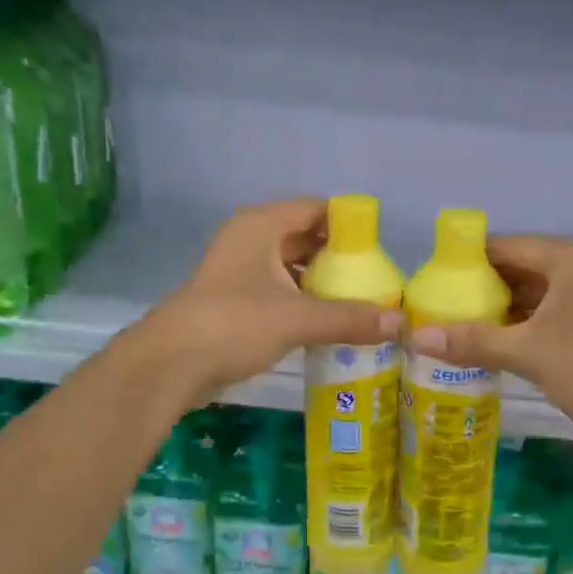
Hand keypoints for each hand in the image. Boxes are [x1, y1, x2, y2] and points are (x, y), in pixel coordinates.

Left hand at [144, 199, 401, 405]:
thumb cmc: (234, 323)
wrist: (170, 364)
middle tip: (375, 280)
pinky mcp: (235, 302)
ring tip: (359, 303)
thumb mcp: (297, 318)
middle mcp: (250, 240)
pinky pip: (279, 292)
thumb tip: (402, 322)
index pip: (315, 209)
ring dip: (321, 284)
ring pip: (291, 268)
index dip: (348, 225)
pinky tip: (328, 324)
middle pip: (305, 238)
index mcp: (261, 226)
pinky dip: (303, 303)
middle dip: (339, 258)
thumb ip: (350, 318)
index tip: (379, 249)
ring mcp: (239, 271)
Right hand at [408, 235, 572, 447]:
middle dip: (486, 288)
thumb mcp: (527, 353)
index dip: (469, 262)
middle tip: (444, 307)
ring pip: (542, 290)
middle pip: (525, 266)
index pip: (509, 247)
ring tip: (465, 325)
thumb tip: (416, 337)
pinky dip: (530, 320)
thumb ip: (472, 341)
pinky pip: (558, 307)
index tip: (435, 281)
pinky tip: (502, 340)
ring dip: (507, 307)